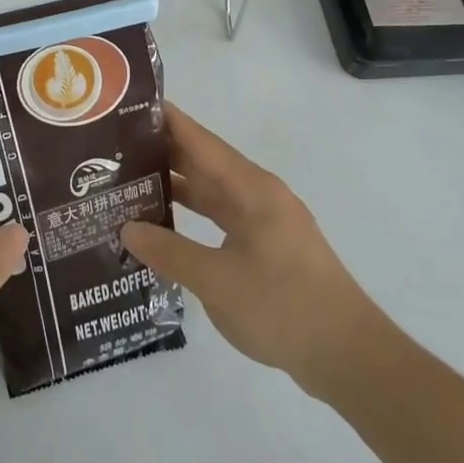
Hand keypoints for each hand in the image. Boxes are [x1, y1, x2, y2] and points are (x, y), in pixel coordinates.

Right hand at [121, 104, 374, 403]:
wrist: (349, 357)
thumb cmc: (283, 307)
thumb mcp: (217, 281)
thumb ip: (169, 251)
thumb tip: (127, 228)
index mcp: (251, 189)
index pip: (200, 141)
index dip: (166, 120)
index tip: (128, 105)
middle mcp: (259, 195)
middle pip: (204, 162)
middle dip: (162, 151)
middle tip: (114, 146)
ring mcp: (265, 221)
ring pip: (212, 191)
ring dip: (176, 184)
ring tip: (129, 179)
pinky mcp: (268, 246)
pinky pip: (222, 216)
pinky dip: (193, 213)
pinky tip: (165, 222)